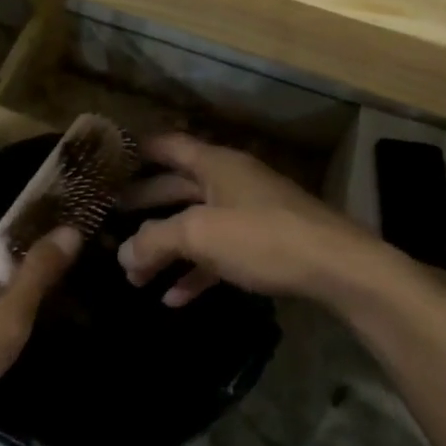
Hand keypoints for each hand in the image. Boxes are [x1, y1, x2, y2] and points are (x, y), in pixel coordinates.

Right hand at [117, 133, 378, 305]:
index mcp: (215, 164)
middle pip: (176, 188)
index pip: (167, 145)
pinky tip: (172, 299)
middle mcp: (230, 181)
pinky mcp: (263, 246)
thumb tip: (123, 254)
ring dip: (165, 249)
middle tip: (108, 219)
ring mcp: (248, 214)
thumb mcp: (200, 234)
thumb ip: (155, 240)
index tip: (107, 162)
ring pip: (196, 227)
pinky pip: (218, 255)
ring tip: (133, 274)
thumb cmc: (262, 237)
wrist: (337, 268)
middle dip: (144, 206)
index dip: (137, 151)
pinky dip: (195, 273)